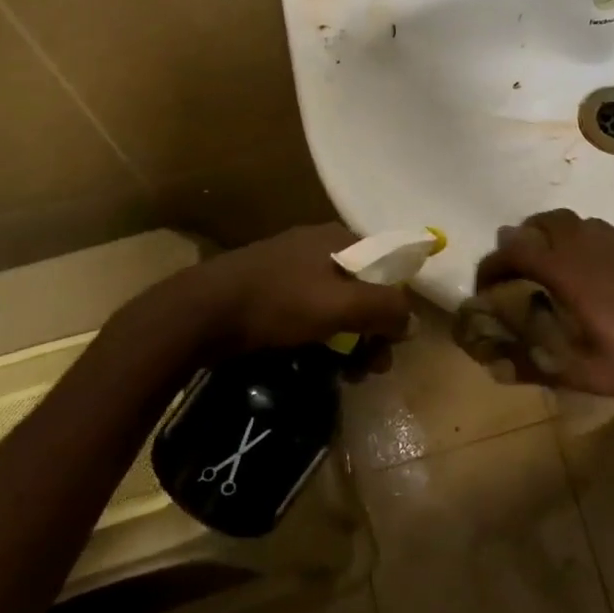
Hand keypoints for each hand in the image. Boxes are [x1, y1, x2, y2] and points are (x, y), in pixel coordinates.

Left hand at [176, 224, 413, 357]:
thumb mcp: (339, 306)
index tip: (392, 343)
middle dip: (372, 330)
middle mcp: (318, 245)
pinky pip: (309, 310)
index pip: (387, 267)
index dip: (396, 305)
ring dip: (348, 339)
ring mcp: (291, 265)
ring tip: (345, 374)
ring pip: (336, 303)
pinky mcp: (269, 287)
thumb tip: (412, 320)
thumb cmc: (277, 302)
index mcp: (338, 238)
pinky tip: (315, 360)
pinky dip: (320, 335)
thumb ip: (384, 308)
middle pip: (362, 288)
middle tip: (369, 369)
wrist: (201, 312)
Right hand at [473, 210, 613, 404]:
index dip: (491, 266)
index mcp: (569, 271)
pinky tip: (579, 272)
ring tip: (540, 269)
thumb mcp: (586, 374)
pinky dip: (569, 237)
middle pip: (537, 224)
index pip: (515, 250)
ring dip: (542, 236)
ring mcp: (613, 241)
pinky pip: (588, 227)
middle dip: (515, 244)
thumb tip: (495, 366)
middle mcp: (586, 245)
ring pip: (564, 220)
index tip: (483, 290)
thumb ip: (536, 365)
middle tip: (510, 276)